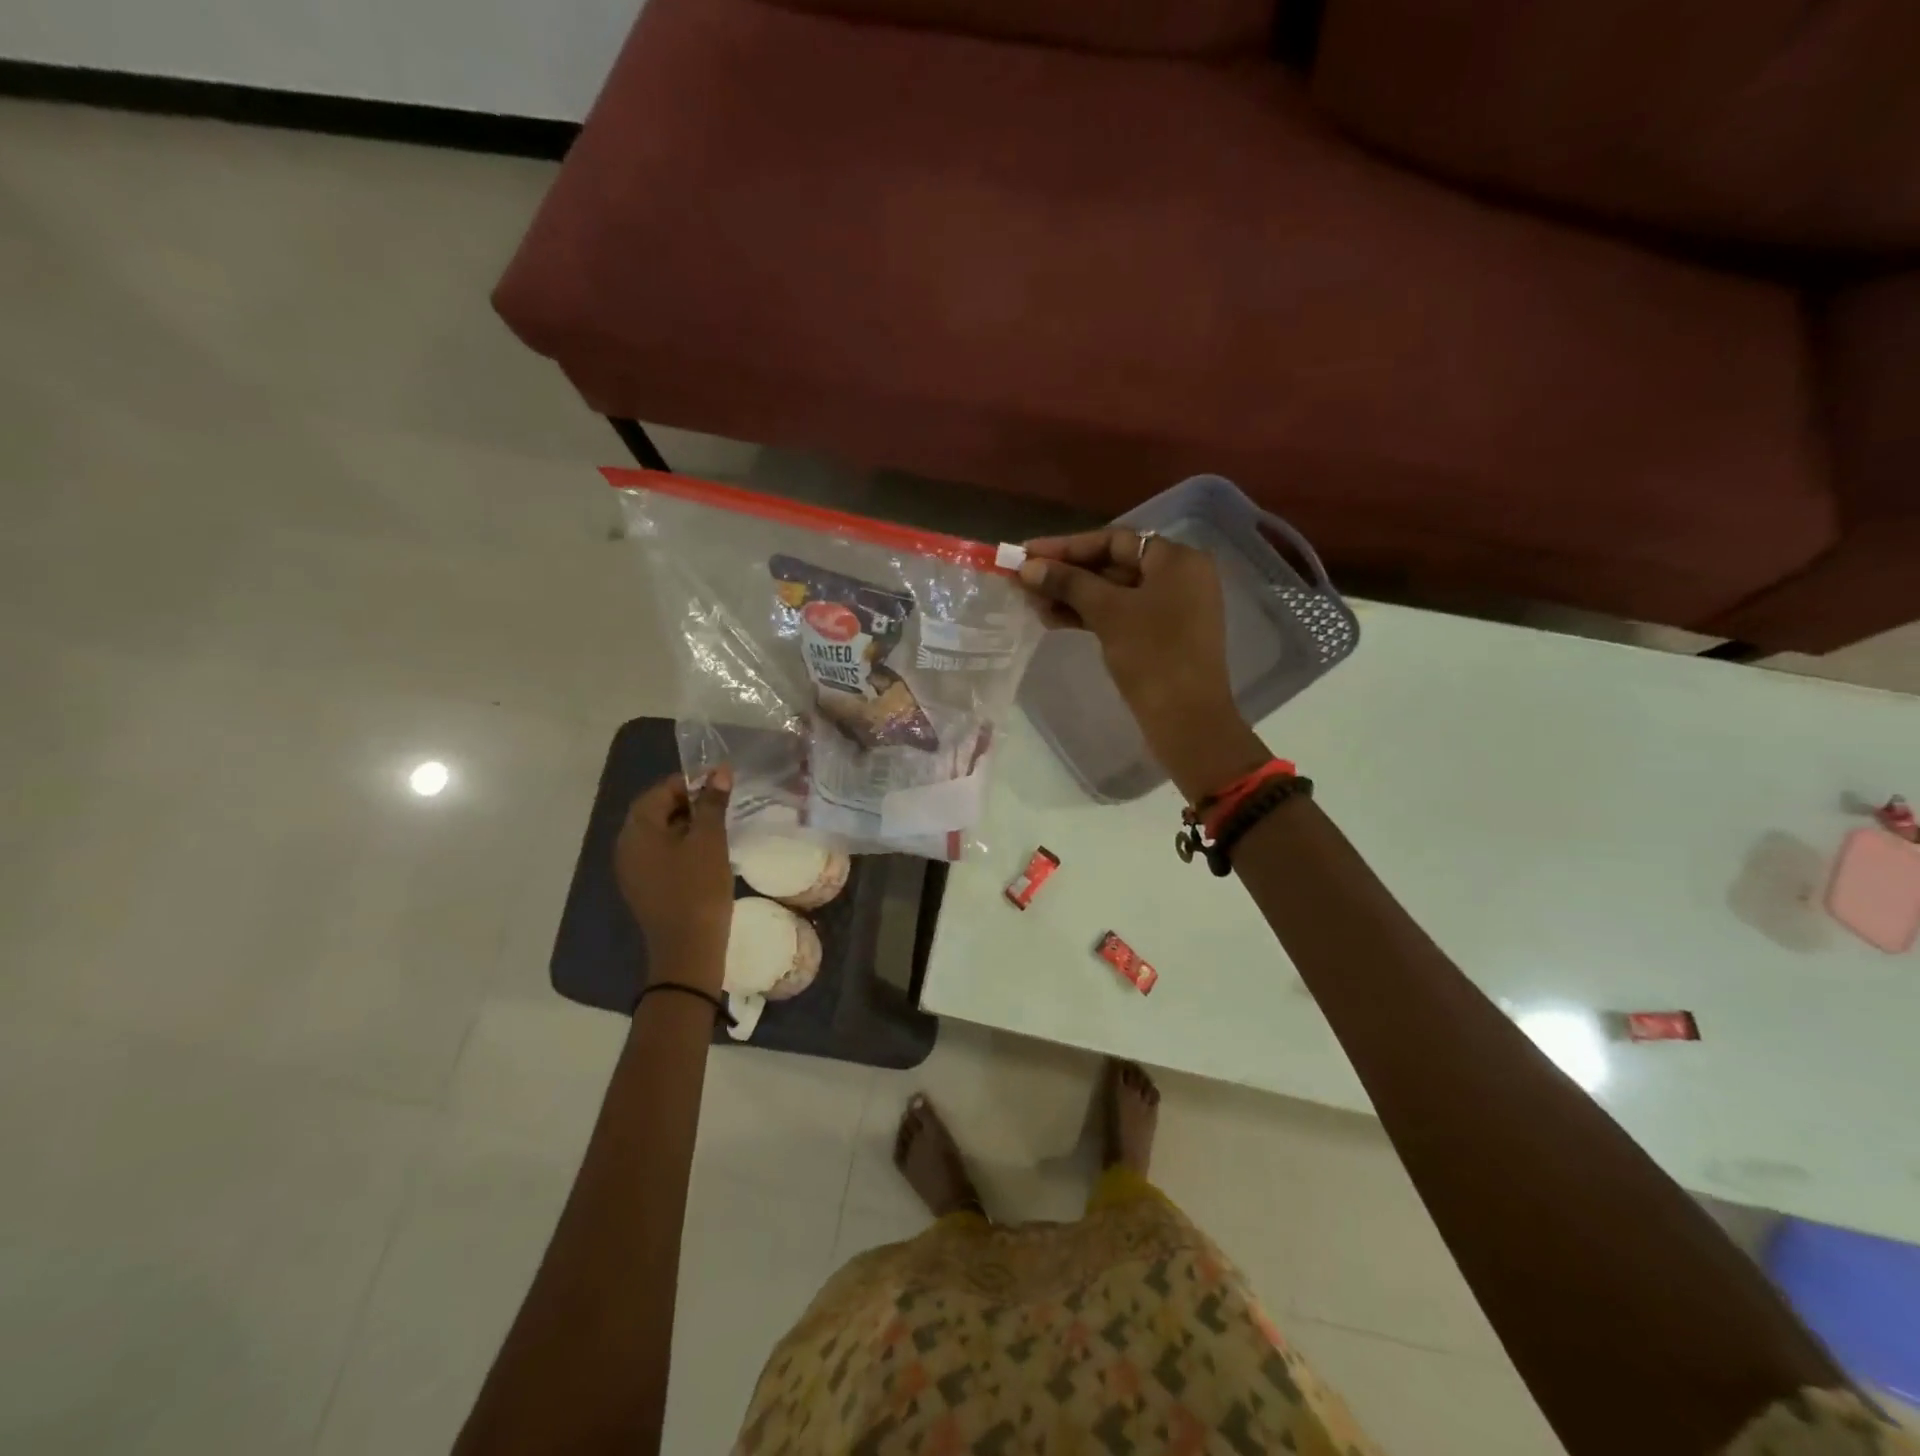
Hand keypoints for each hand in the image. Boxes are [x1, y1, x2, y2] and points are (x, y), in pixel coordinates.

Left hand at [615, 766, 733, 989]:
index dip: (689, 782)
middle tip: (722, 802)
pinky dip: (682, 845)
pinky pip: (660, 854)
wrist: (688, 950)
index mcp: (637, 831)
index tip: (720, 783)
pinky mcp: (644, 887)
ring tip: (719, 825)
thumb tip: (719, 771)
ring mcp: (633, 869)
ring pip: (659, 834)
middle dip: (688, 801)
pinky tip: (707, 851)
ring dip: (687, 824)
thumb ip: (712, 803)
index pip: (659, 791)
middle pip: (656, 811)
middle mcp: (626, 846)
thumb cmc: (698, 889)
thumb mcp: (710, 840)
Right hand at [1018, 529, 1266, 800]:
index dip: (1067, 546)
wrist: (1187, 720)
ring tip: (1032, 604)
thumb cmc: (1153, 656)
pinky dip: (1090, 616)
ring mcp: (1172, 608)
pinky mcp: (1162, 636)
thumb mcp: (1108, 613)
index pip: (1114, 540)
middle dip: (1067, 573)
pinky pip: (1121, 615)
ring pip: (1114, 593)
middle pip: (1113, 564)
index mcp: (1177, 559)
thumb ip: (1068, 584)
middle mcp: (1179, 576)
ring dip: (1073, 597)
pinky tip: (1054, 620)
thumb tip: (1028, 567)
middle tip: (1025, 580)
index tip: (1028, 554)